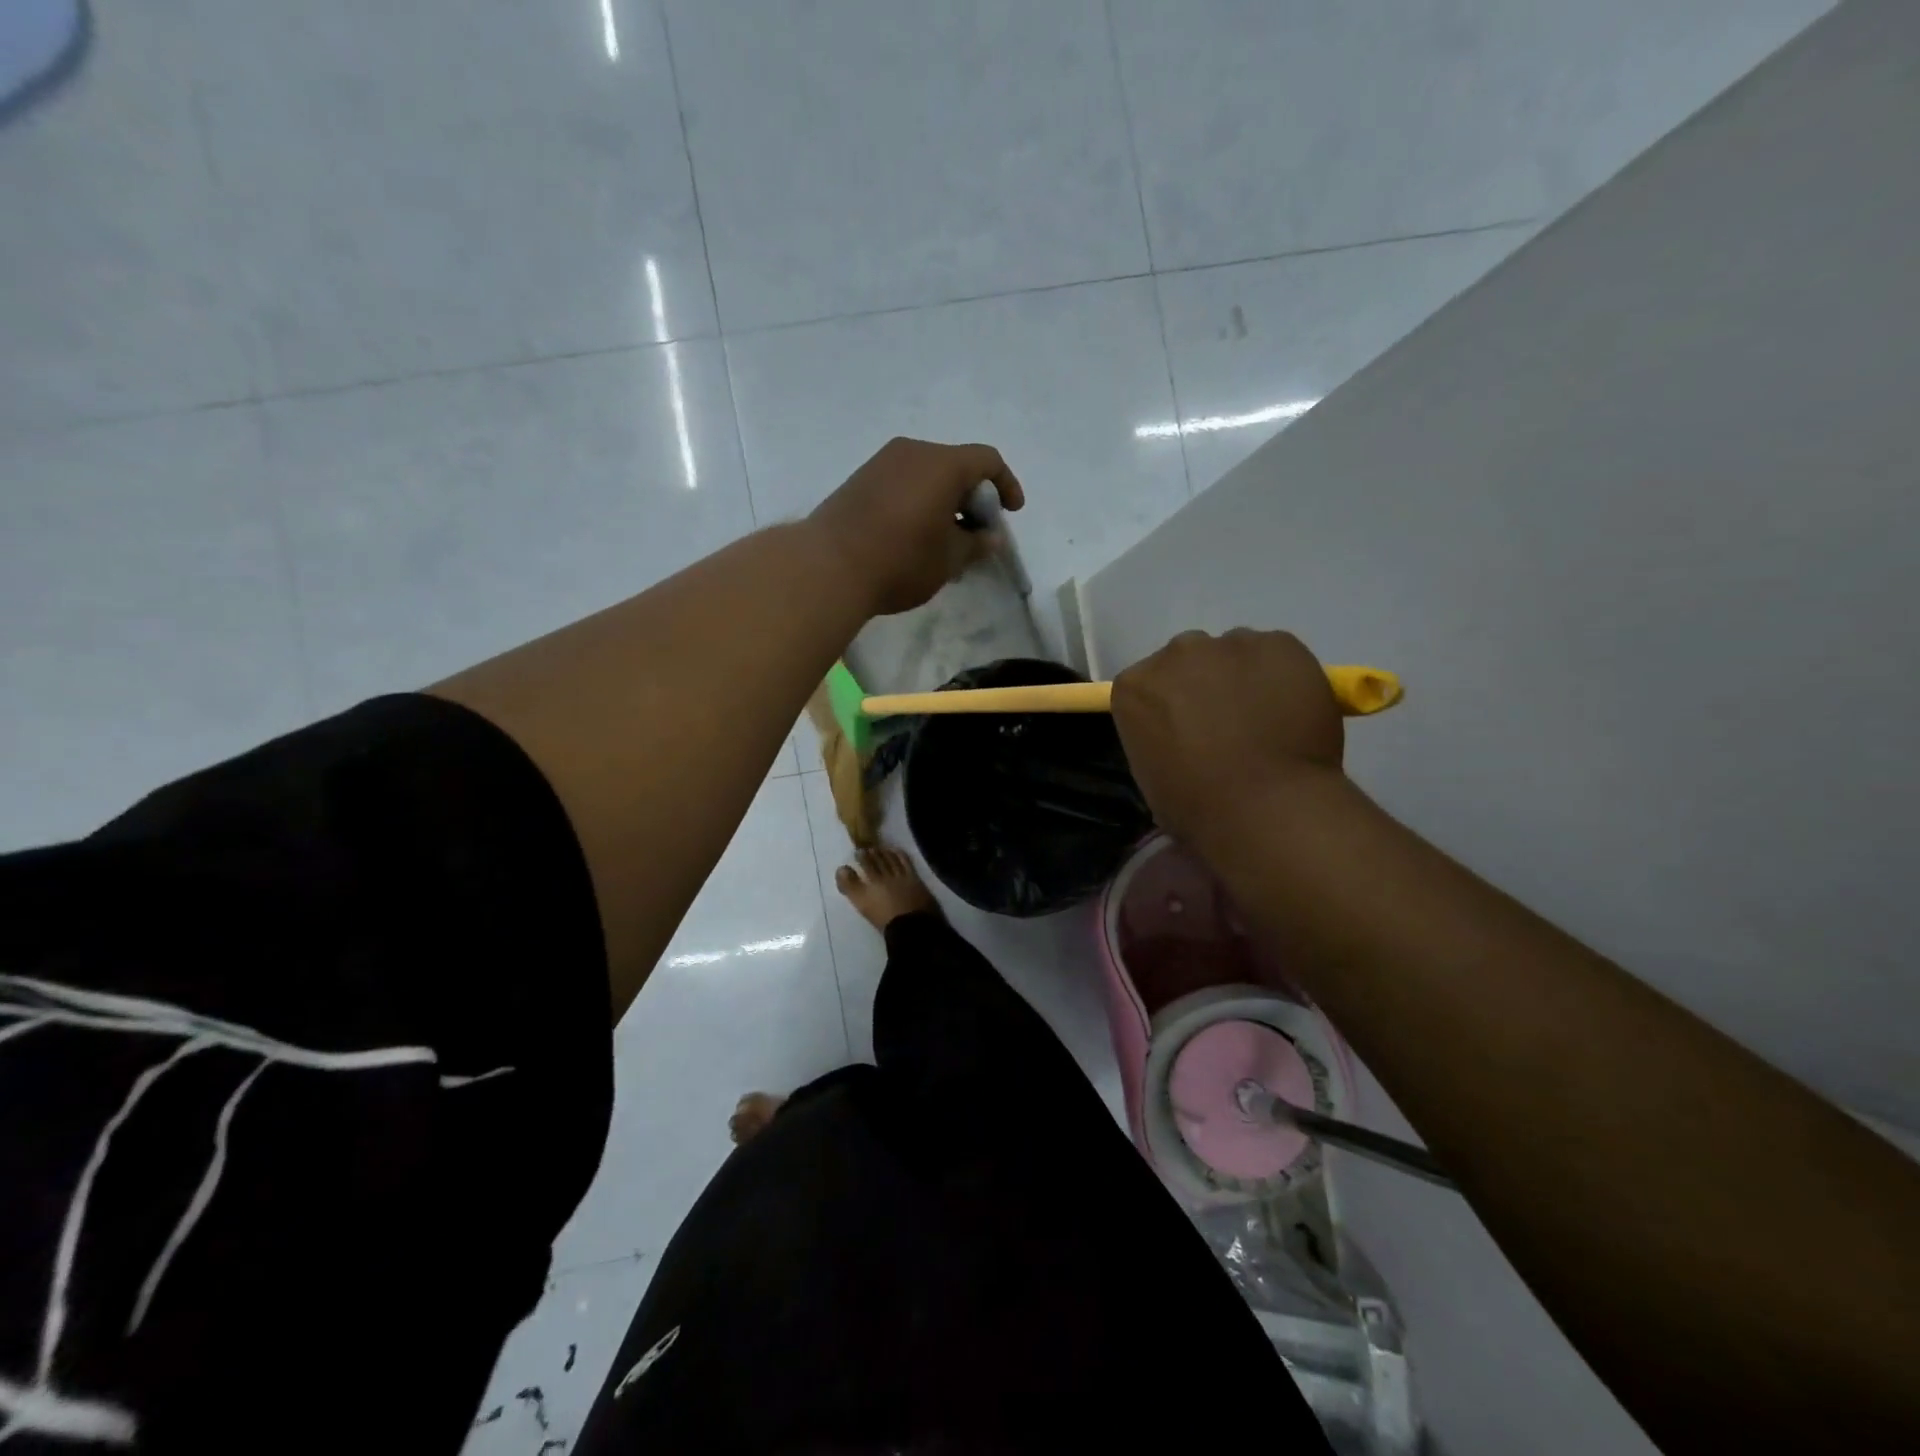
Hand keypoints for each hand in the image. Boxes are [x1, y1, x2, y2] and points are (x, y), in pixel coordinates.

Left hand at [809, 438, 1023, 615]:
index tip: (1012, 512)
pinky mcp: (860, 479)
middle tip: (977, 532)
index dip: (1006, 484)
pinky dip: (920, 501)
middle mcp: (913, 452)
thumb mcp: (949, 560)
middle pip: (956, 465)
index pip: (987, 460)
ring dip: (945, 500)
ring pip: (927, 474)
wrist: (827, 566)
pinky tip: (916, 535)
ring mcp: (882, 463)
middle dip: (973, 497)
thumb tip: (990, 537)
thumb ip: (976, 544)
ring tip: (946, 538)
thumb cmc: (900, 561)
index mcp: (942, 464)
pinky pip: (903, 482)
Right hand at [1111, 629, 1343, 842]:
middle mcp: (1176, 653)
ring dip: (1244, 679)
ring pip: (1236, 654)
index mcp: (1134, 687)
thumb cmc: (1197, 805)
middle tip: (1226, 726)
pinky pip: (1279, 656)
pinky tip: (1294, 713)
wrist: (1265, 806)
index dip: (1170, 709)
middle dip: (1204, 686)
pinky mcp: (1280, 644)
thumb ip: (1160, 739)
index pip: (1147, 687)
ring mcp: (1230, 644)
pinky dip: (1285, 678)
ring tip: (1266, 721)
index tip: (1186, 734)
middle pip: (1188, 661)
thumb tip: (1184, 740)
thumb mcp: (1152, 776)